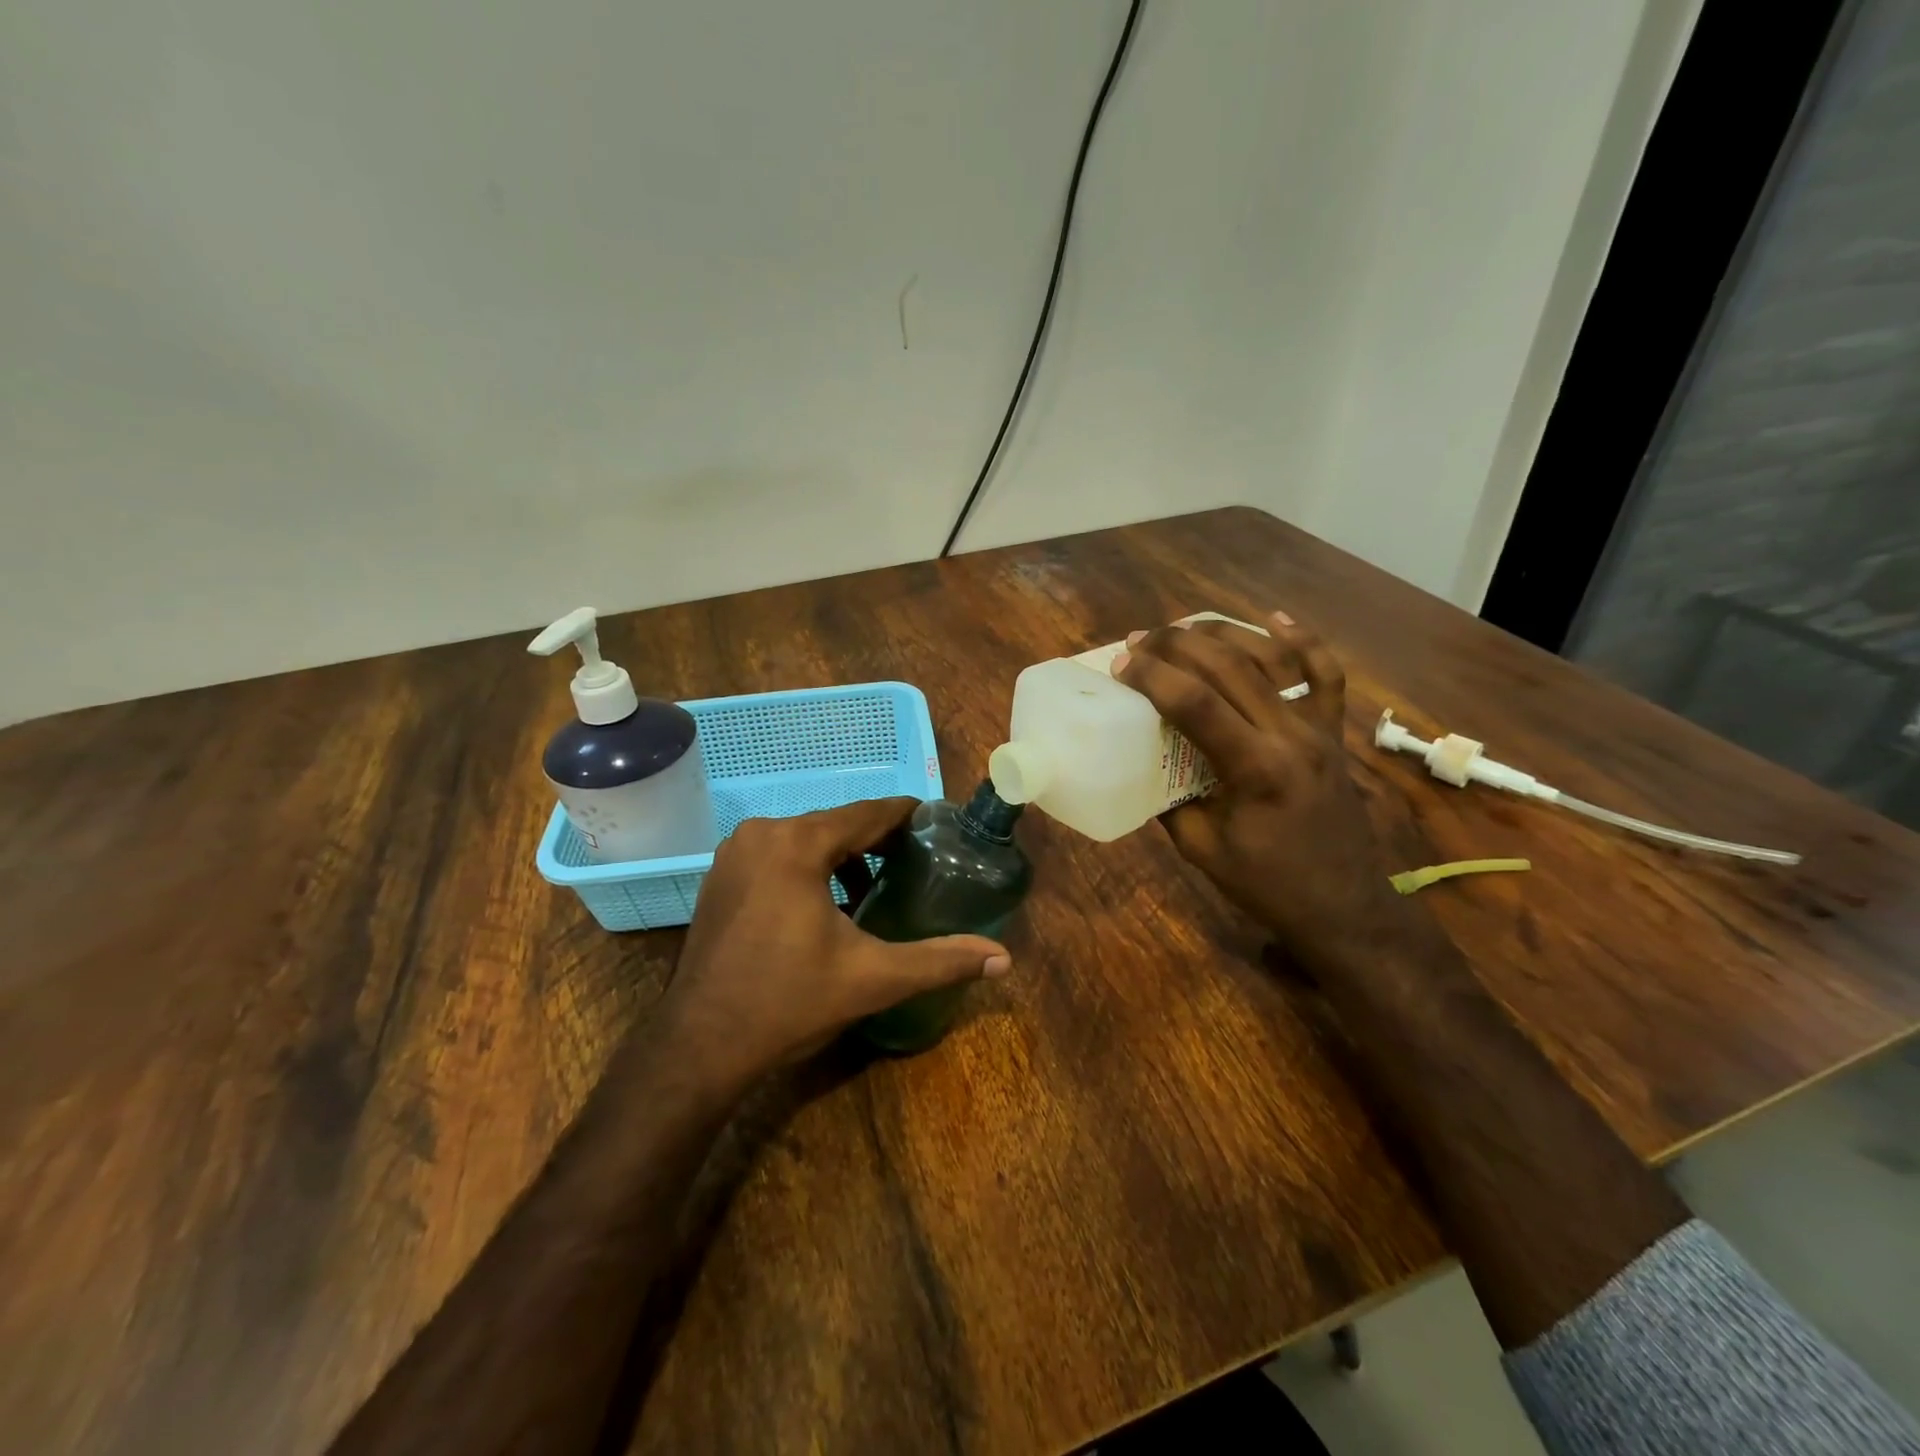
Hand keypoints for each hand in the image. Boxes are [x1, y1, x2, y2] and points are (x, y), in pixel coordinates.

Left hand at [660, 798, 1010, 1088]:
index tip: (937, 824)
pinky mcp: (720, 876)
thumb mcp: (872, 978)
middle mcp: (762, 833)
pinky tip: (826, 903)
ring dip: (842, 856)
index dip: (906, 816)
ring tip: (875, 886)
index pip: (868, 813)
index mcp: (797, 844)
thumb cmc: (788, 1002)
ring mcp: (734, 853)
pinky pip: (778, 855)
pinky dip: (808, 867)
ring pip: (806, 839)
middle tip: (914, 862)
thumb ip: (940, 960)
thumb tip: (1003, 959)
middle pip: (836, 824)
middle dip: (877, 841)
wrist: (699, 1046)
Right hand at [1112, 614, 1420, 973]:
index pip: (1196, 703)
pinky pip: (1325, 676)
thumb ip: (1167, 799)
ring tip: (1182, 629)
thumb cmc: (1267, 885)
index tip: (1120, 666)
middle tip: (1140, 641)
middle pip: (1229, 668)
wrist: (1344, 907)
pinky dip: (1303, 641)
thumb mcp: (1200, 848)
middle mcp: (1290, 736)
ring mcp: (1318, 729)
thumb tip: (1141, 760)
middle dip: (1177, 646)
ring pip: (1270, 659)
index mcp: (1255, 768)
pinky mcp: (1333, 733)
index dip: (1152, 677)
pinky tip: (1275, 618)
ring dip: (1222, 635)